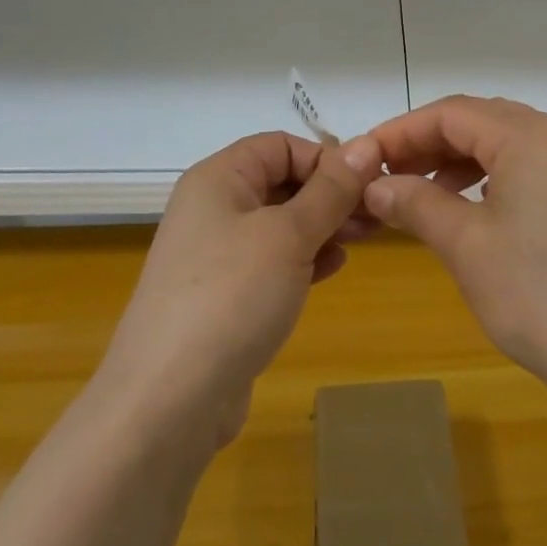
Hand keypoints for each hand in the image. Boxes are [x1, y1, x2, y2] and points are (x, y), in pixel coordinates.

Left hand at [98, 131, 380, 447]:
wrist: (169, 401)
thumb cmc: (232, 296)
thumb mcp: (289, 234)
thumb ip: (331, 189)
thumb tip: (367, 144)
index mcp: (219, 178)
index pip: (280, 145)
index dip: (325, 158)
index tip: (368, 185)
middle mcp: (213, 208)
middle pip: (282, 181)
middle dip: (331, 194)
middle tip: (377, 215)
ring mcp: (216, 254)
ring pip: (281, 223)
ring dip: (323, 225)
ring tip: (365, 239)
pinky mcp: (224, 295)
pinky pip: (272, 261)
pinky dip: (304, 257)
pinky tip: (333, 267)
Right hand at [362, 97, 546, 404]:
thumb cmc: (542, 298)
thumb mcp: (467, 247)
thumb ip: (416, 204)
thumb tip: (375, 185)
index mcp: (531, 136)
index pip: (452, 113)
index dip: (402, 131)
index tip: (364, 158)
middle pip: (484, 121)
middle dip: (432, 143)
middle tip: (391, 176)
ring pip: (514, 146)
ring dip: (465, 162)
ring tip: (429, 196)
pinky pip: (540, 170)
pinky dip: (500, 180)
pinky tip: (481, 213)